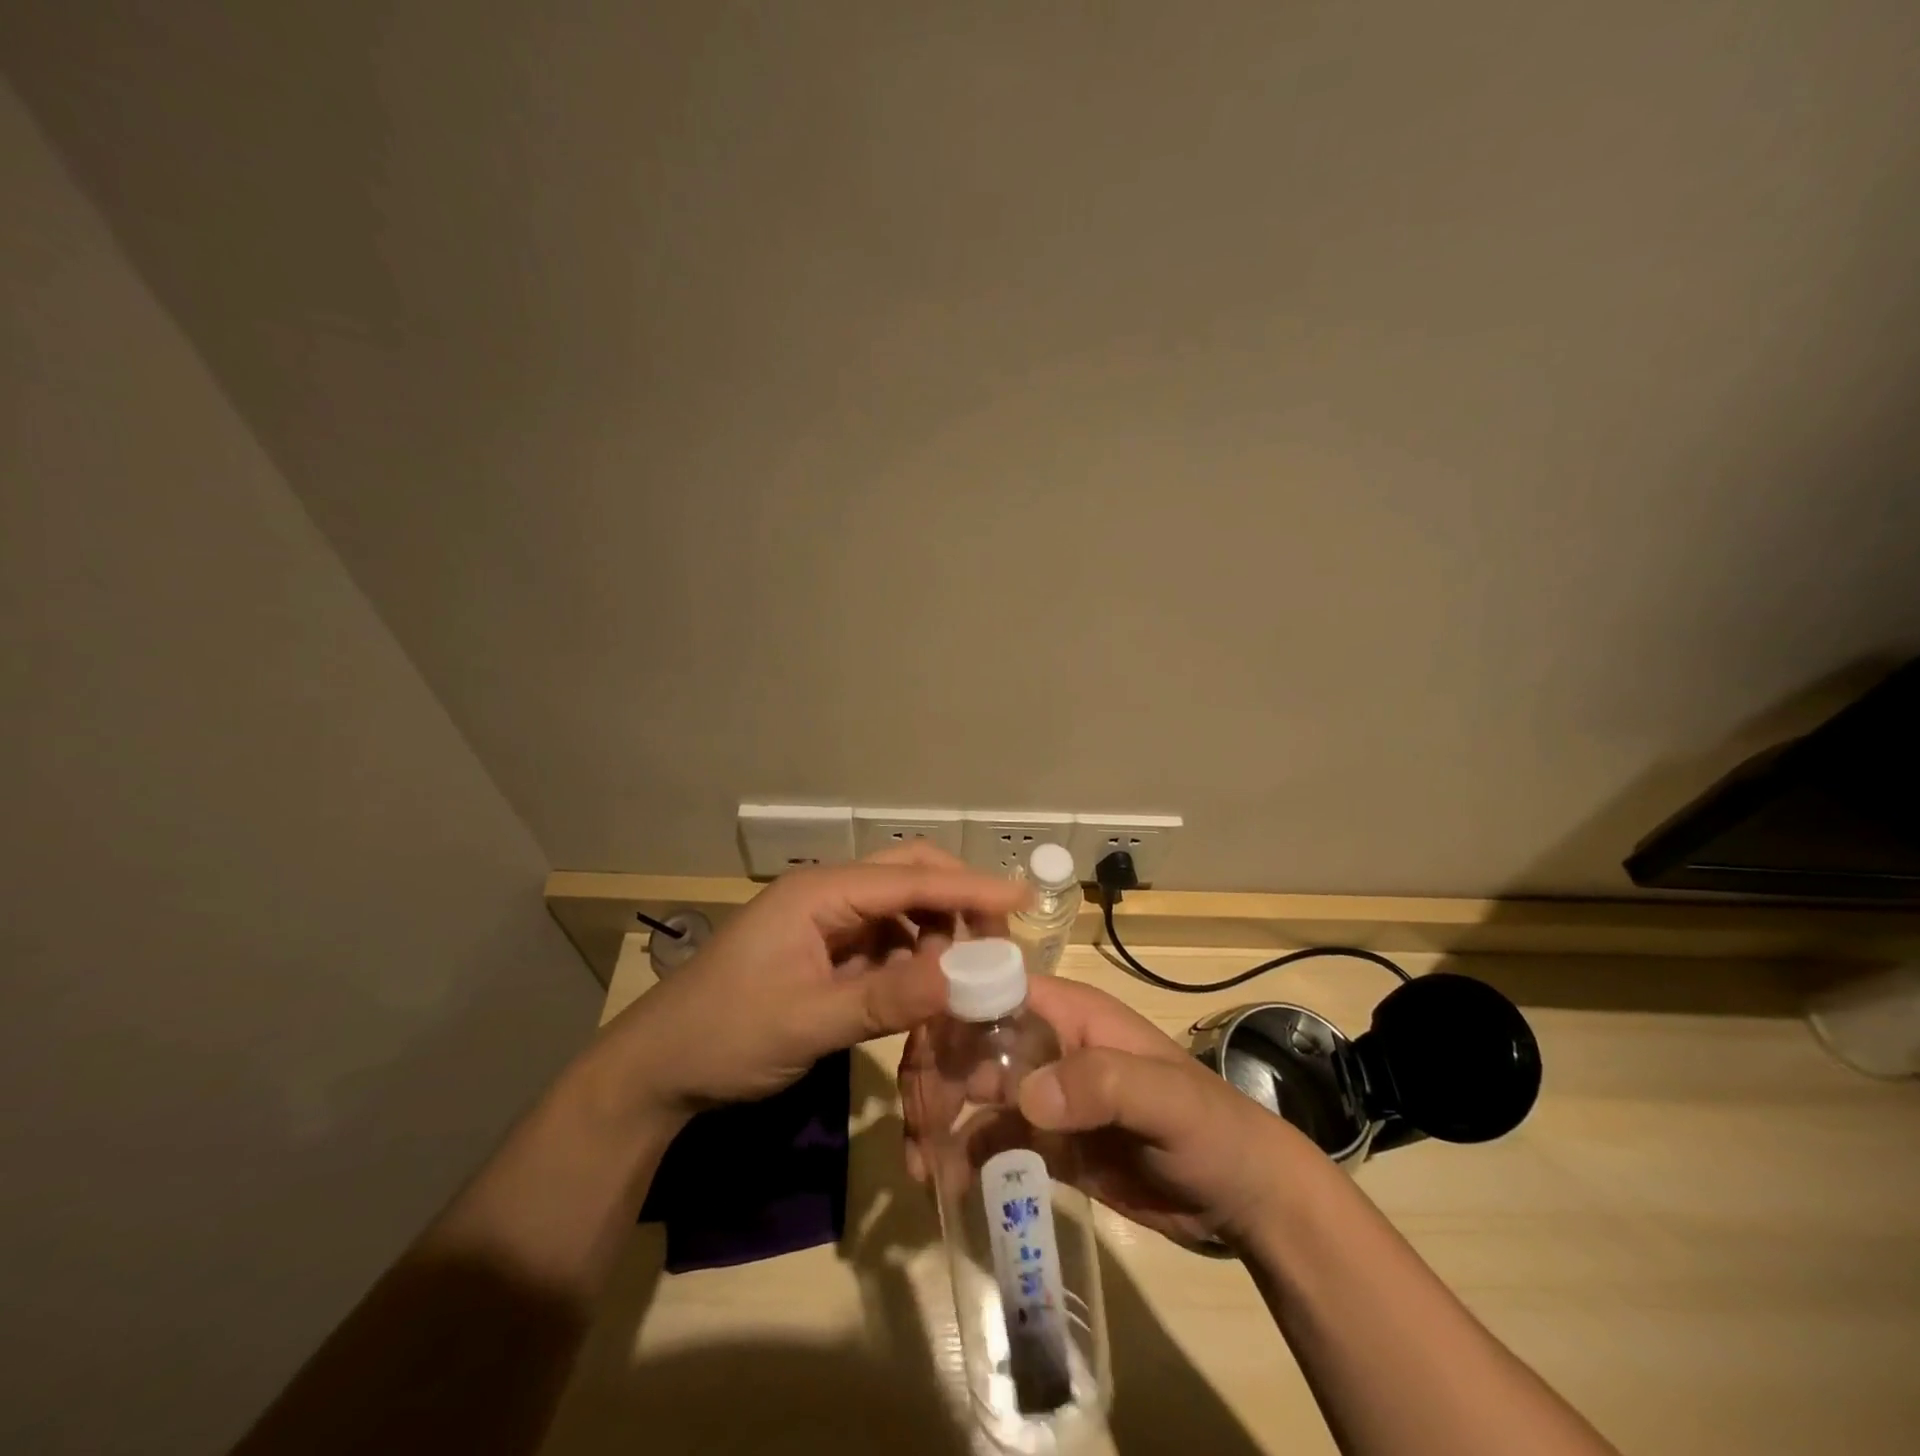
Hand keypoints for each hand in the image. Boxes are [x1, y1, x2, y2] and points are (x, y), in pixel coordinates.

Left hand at [587, 846, 1025, 1121]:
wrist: (658, 1069)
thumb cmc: (726, 1036)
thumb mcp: (807, 1022)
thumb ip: (886, 999)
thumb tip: (964, 979)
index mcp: (820, 893)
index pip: (909, 879)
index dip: (969, 889)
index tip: (1022, 899)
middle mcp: (826, 894)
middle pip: (907, 877)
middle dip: (956, 900)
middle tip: (1000, 937)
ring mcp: (824, 922)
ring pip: (899, 910)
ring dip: (936, 933)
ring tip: (965, 974)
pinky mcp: (823, 951)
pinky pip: (883, 942)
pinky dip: (912, 959)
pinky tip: (927, 987)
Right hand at [901, 977, 1320, 1249]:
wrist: (1243, 1199)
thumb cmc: (1210, 1128)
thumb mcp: (1165, 1099)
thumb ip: (1102, 1084)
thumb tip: (1025, 1097)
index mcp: (1070, 1014)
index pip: (994, 992)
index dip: (951, 1012)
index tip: (920, 1058)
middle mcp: (1048, 1045)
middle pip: (971, 1041)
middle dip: (936, 1074)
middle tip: (917, 1127)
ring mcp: (1045, 1094)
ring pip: (971, 1091)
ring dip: (939, 1119)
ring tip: (922, 1165)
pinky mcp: (1047, 1142)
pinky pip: (991, 1140)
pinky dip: (963, 1156)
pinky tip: (946, 1185)